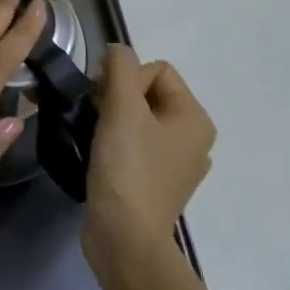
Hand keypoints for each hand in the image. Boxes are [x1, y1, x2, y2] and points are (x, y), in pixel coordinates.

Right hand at [85, 45, 215, 250]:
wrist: (124, 238)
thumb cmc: (128, 168)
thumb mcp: (122, 107)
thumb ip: (120, 67)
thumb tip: (117, 50)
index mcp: (195, 118)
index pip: (157, 70)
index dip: (125, 77)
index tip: (104, 100)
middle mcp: (193, 139)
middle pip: (148, 93)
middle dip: (117, 97)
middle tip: (95, 116)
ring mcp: (175, 164)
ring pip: (137, 119)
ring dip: (112, 119)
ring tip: (94, 135)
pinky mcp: (155, 183)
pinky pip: (134, 145)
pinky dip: (115, 143)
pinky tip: (99, 155)